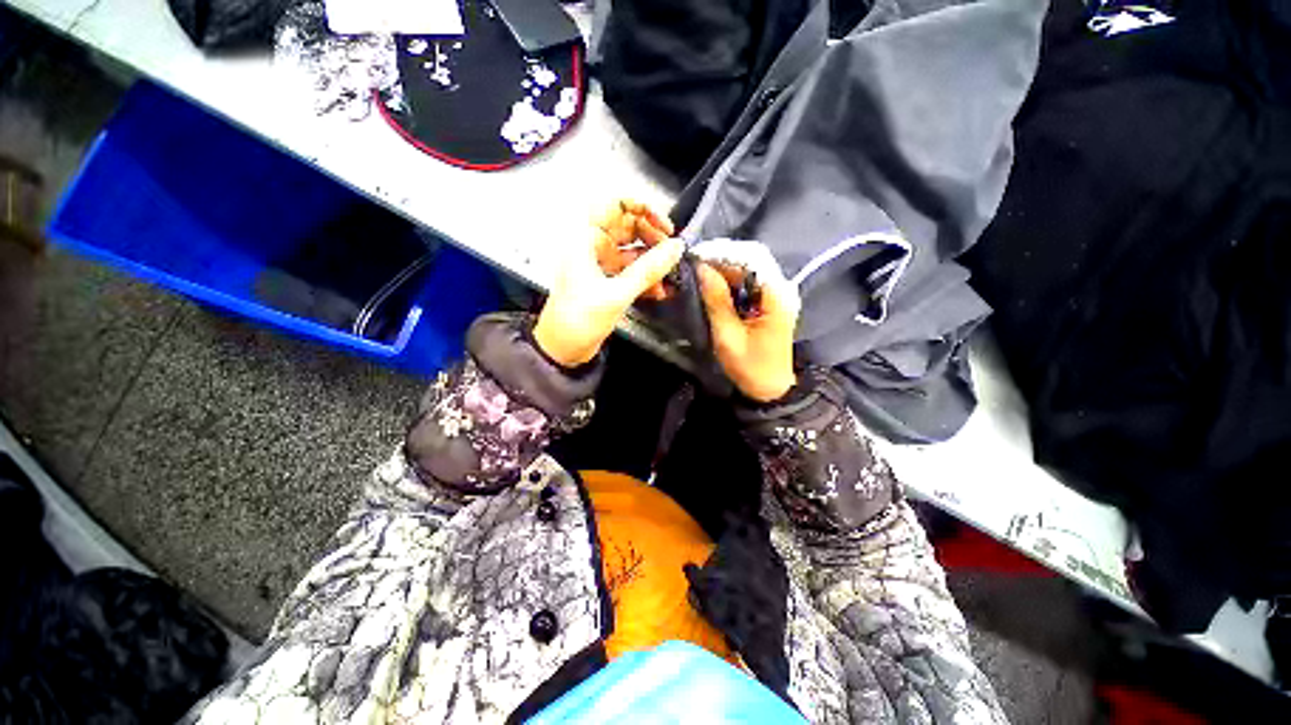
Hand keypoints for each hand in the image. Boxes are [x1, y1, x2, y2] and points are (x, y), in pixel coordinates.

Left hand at [534, 200, 682, 366]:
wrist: (562, 349)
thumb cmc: (577, 320)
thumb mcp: (615, 294)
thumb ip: (647, 270)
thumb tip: (675, 249)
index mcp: (584, 238)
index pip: (614, 203)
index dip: (641, 207)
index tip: (664, 225)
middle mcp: (592, 245)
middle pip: (627, 225)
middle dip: (652, 236)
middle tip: (671, 251)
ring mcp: (600, 264)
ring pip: (632, 250)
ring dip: (652, 260)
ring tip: (669, 273)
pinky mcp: (607, 281)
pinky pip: (631, 271)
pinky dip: (646, 277)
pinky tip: (659, 290)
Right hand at [697, 254, 800, 401]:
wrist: (770, 389)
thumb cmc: (751, 367)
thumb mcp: (728, 336)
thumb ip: (716, 301)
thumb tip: (701, 269)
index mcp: (776, 296)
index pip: (752, 258)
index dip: (723, 253)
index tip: (697, 256)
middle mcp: (780, 288)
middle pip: (751, 259)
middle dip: (721, 259)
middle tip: (693, 264)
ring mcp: (776, 294)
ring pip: (749, 268)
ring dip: (724, 268)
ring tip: (698, 271)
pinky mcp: (769, 301)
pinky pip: (748, 281)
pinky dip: (729, 280)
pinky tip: (712, 283)